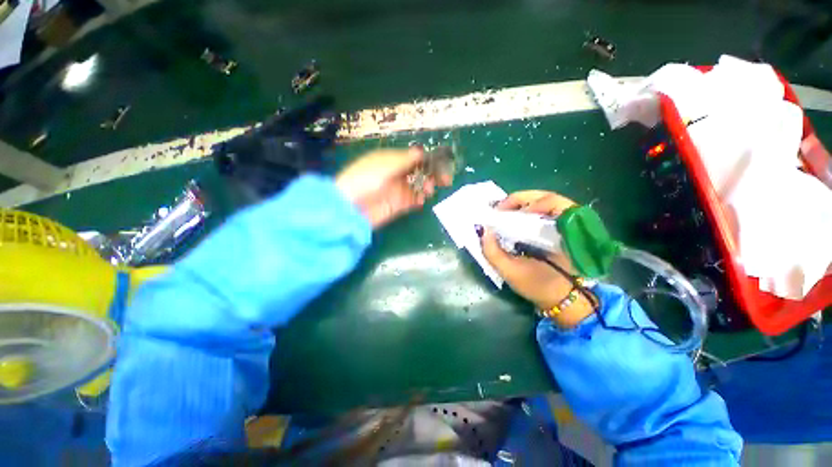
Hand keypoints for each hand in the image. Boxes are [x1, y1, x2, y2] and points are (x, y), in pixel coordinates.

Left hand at [336, 147, 451, 227]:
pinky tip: (422, 200)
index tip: (441, 163)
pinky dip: (419, 199)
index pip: (412, 157)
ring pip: (417, 186)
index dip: (427, 159)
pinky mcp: (397, 205)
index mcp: (390, 160)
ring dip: (426, 186)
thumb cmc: (366, 179)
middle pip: (417, 172)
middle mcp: (394, 174)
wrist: (351, 208)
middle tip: (444, 179)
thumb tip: (421, 151)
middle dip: (430, 174)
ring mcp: (396, 190)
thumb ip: (404, 159)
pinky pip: (412, 200)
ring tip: (430, 190)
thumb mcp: (385, 165)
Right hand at [480, 190, 593, 327]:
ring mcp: (568, 225)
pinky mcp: (561, 229)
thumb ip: (493, 252)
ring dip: (522, 204)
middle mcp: (571, 224)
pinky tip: (513, 218)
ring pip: (546, 202)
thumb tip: (482, 229)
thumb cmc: (540, 287)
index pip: (552, 202)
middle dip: (520, 199)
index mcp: (567, 233)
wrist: (562, 300)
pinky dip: (527, 211)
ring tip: (504, 212)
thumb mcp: (512, 272)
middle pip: (548, 197)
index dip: (526, 201)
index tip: (503, 211)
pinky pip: (544, 211)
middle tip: (499, 209)